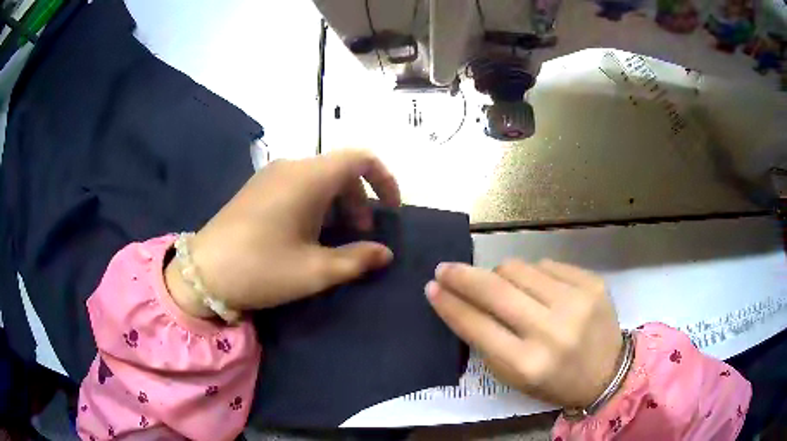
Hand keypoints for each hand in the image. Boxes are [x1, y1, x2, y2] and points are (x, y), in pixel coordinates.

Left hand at [165, 150, 400, 317]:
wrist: (203, 272)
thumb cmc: (262, 268)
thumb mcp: (316, 270)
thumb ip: (357, 259)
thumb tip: (385, 253)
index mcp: (309, 178)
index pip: (360, 158)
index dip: (384, 179)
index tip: (392, 210)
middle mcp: (291, 166)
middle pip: (340, 169)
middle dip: (360, 199)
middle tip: (361, 235)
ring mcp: (271, 175)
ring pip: (319, 177)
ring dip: (338, 202)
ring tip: (336, 237)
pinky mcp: (257, 187)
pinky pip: (298, 184)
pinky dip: (316, 202)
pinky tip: (307, 232)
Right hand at [426, 260, 622, 407]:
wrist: (608, 372)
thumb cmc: (555, 382)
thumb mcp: (515, 377)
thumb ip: (487, 343)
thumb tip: (462, 302)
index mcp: (527, 363)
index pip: (476, 325)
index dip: (449, 304)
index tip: (432, 287)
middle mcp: (551, 330)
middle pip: (495, 289)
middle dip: (462, 276)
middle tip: (445, 268)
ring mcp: (576, 301)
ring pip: (518, 268)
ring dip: (500, 274)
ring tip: (503, 286)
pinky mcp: (592, 282)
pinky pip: (546, 264)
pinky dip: (534, 274)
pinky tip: (539, 288)